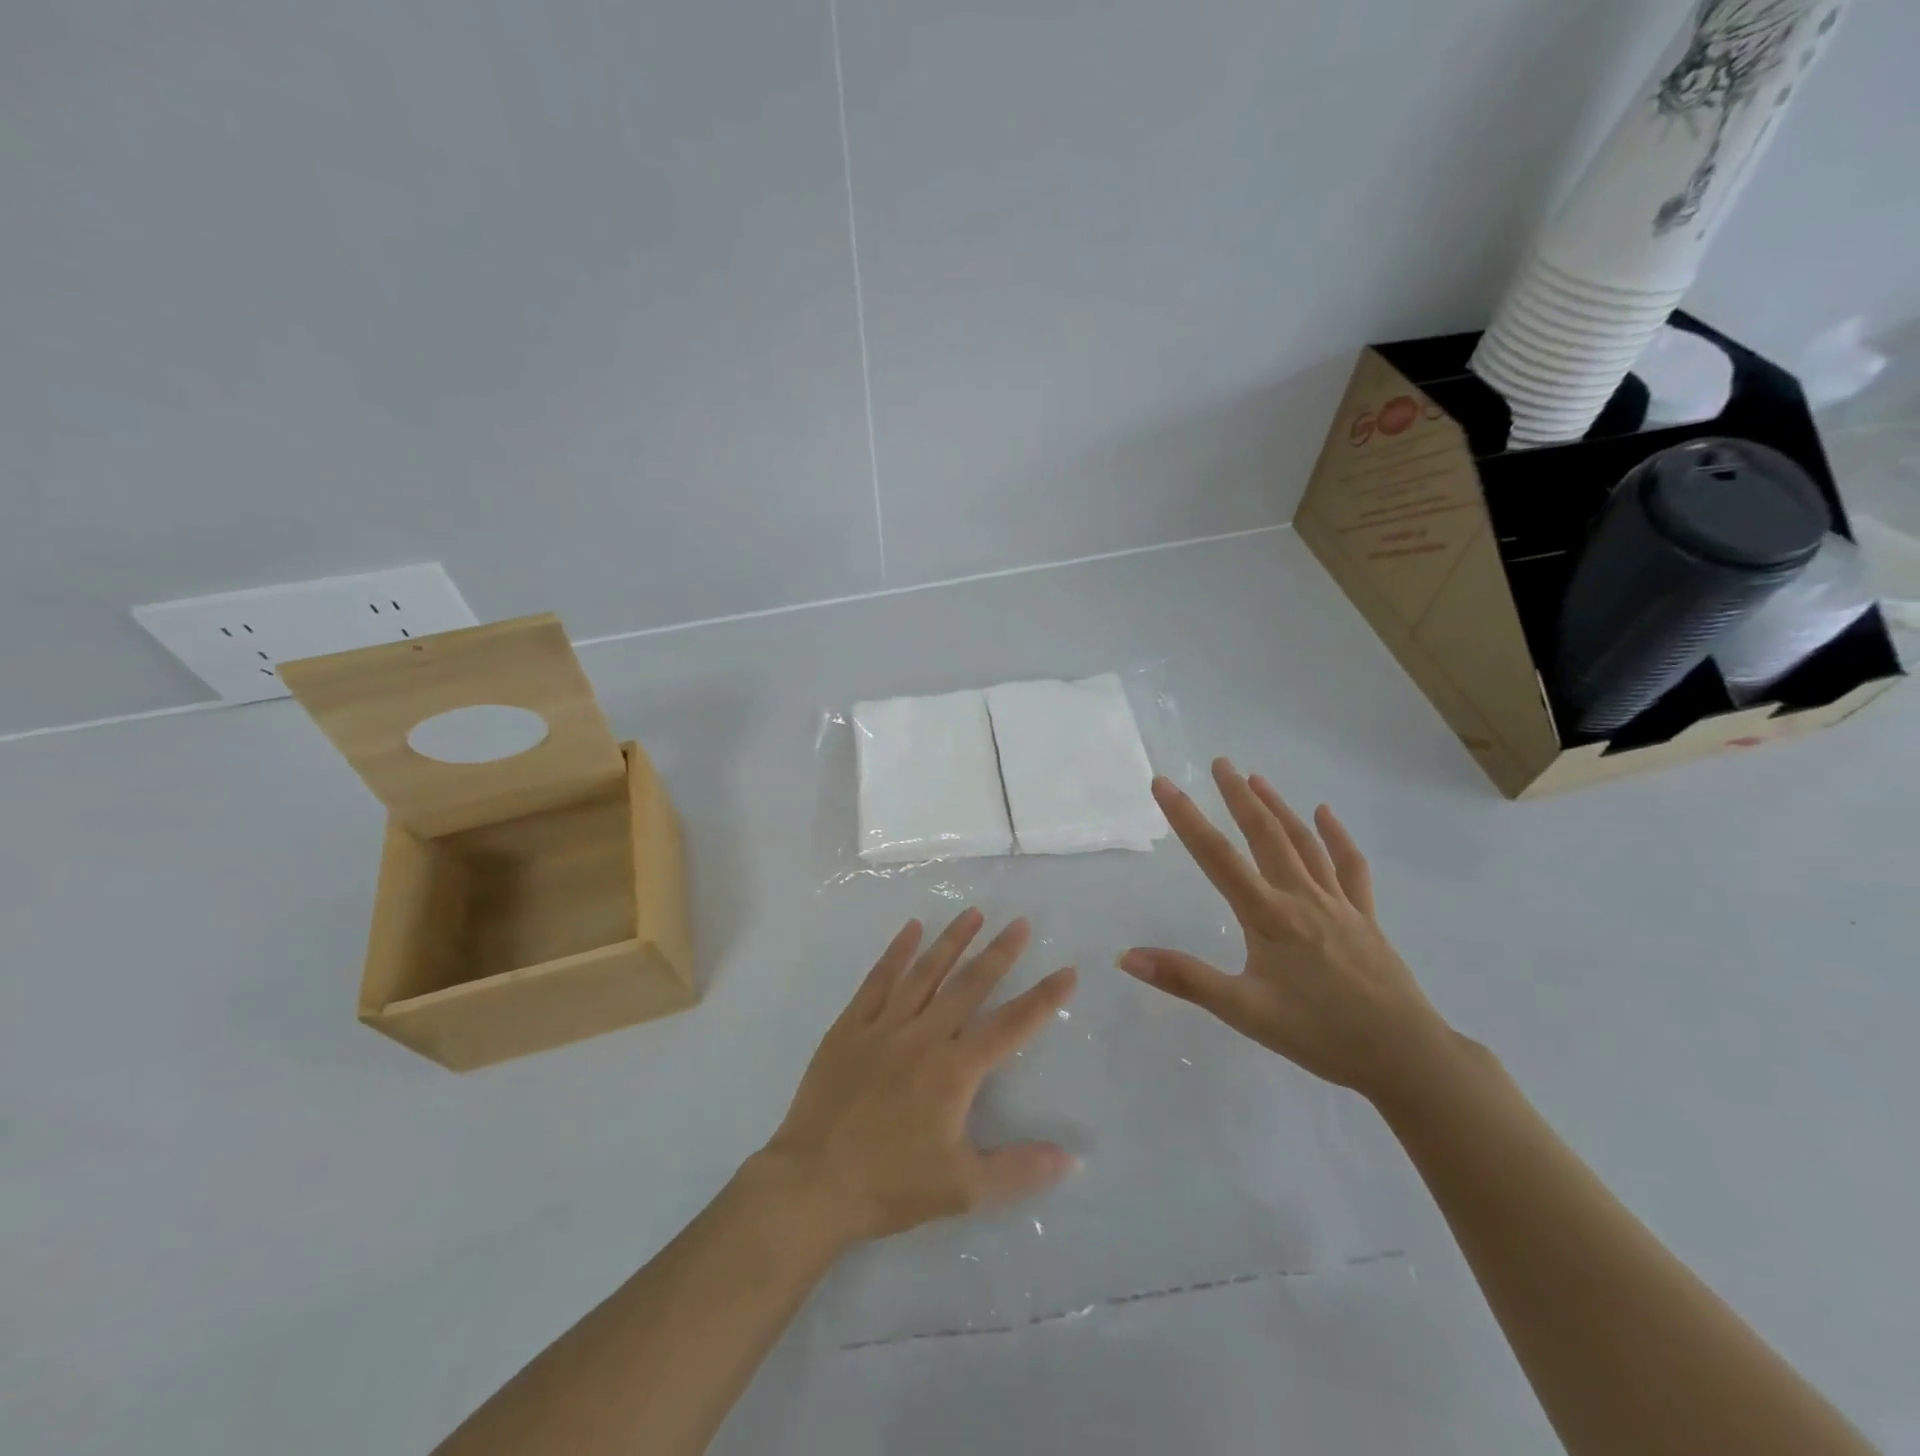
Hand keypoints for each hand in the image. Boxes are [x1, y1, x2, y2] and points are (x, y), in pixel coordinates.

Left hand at [761, 910, 1078, 1246]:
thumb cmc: (891, 1186)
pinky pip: (878, 980)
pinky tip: (910, 929)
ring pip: (925, 973)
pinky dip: (896, 952)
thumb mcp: (962, 1188)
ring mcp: (884, 1026)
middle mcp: (923, 1037)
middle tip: (1020, 923)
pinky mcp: (850, 1026)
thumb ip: (1018, 1169)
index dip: (1042, 999)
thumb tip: (1071, 1157)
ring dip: (951, 941)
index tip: (1067, 971)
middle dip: (998, 953)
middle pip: (968, 986)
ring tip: (972, 912)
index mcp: (954, 1071)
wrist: (813, 1183)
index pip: (1010, 1027)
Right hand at [1119, 759, 1457, 1108]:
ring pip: (1303, 842)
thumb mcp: (1244, 1012)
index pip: (1217, 857)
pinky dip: (1336, 837)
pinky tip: (1325, 814)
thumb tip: (1127, 957)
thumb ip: (1185, 980)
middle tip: (1219, 762)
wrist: (1406, 1057)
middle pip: (1265, 835)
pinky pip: (1350, 867)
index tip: (1164, 783)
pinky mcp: (1365, 917)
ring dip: (1278, 807)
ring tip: (1256, 778)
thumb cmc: (1319, 1034)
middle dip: (1238, 796)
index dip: (1186, 818)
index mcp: (1268, 916)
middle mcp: (1301, 897)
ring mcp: (1338, 904)